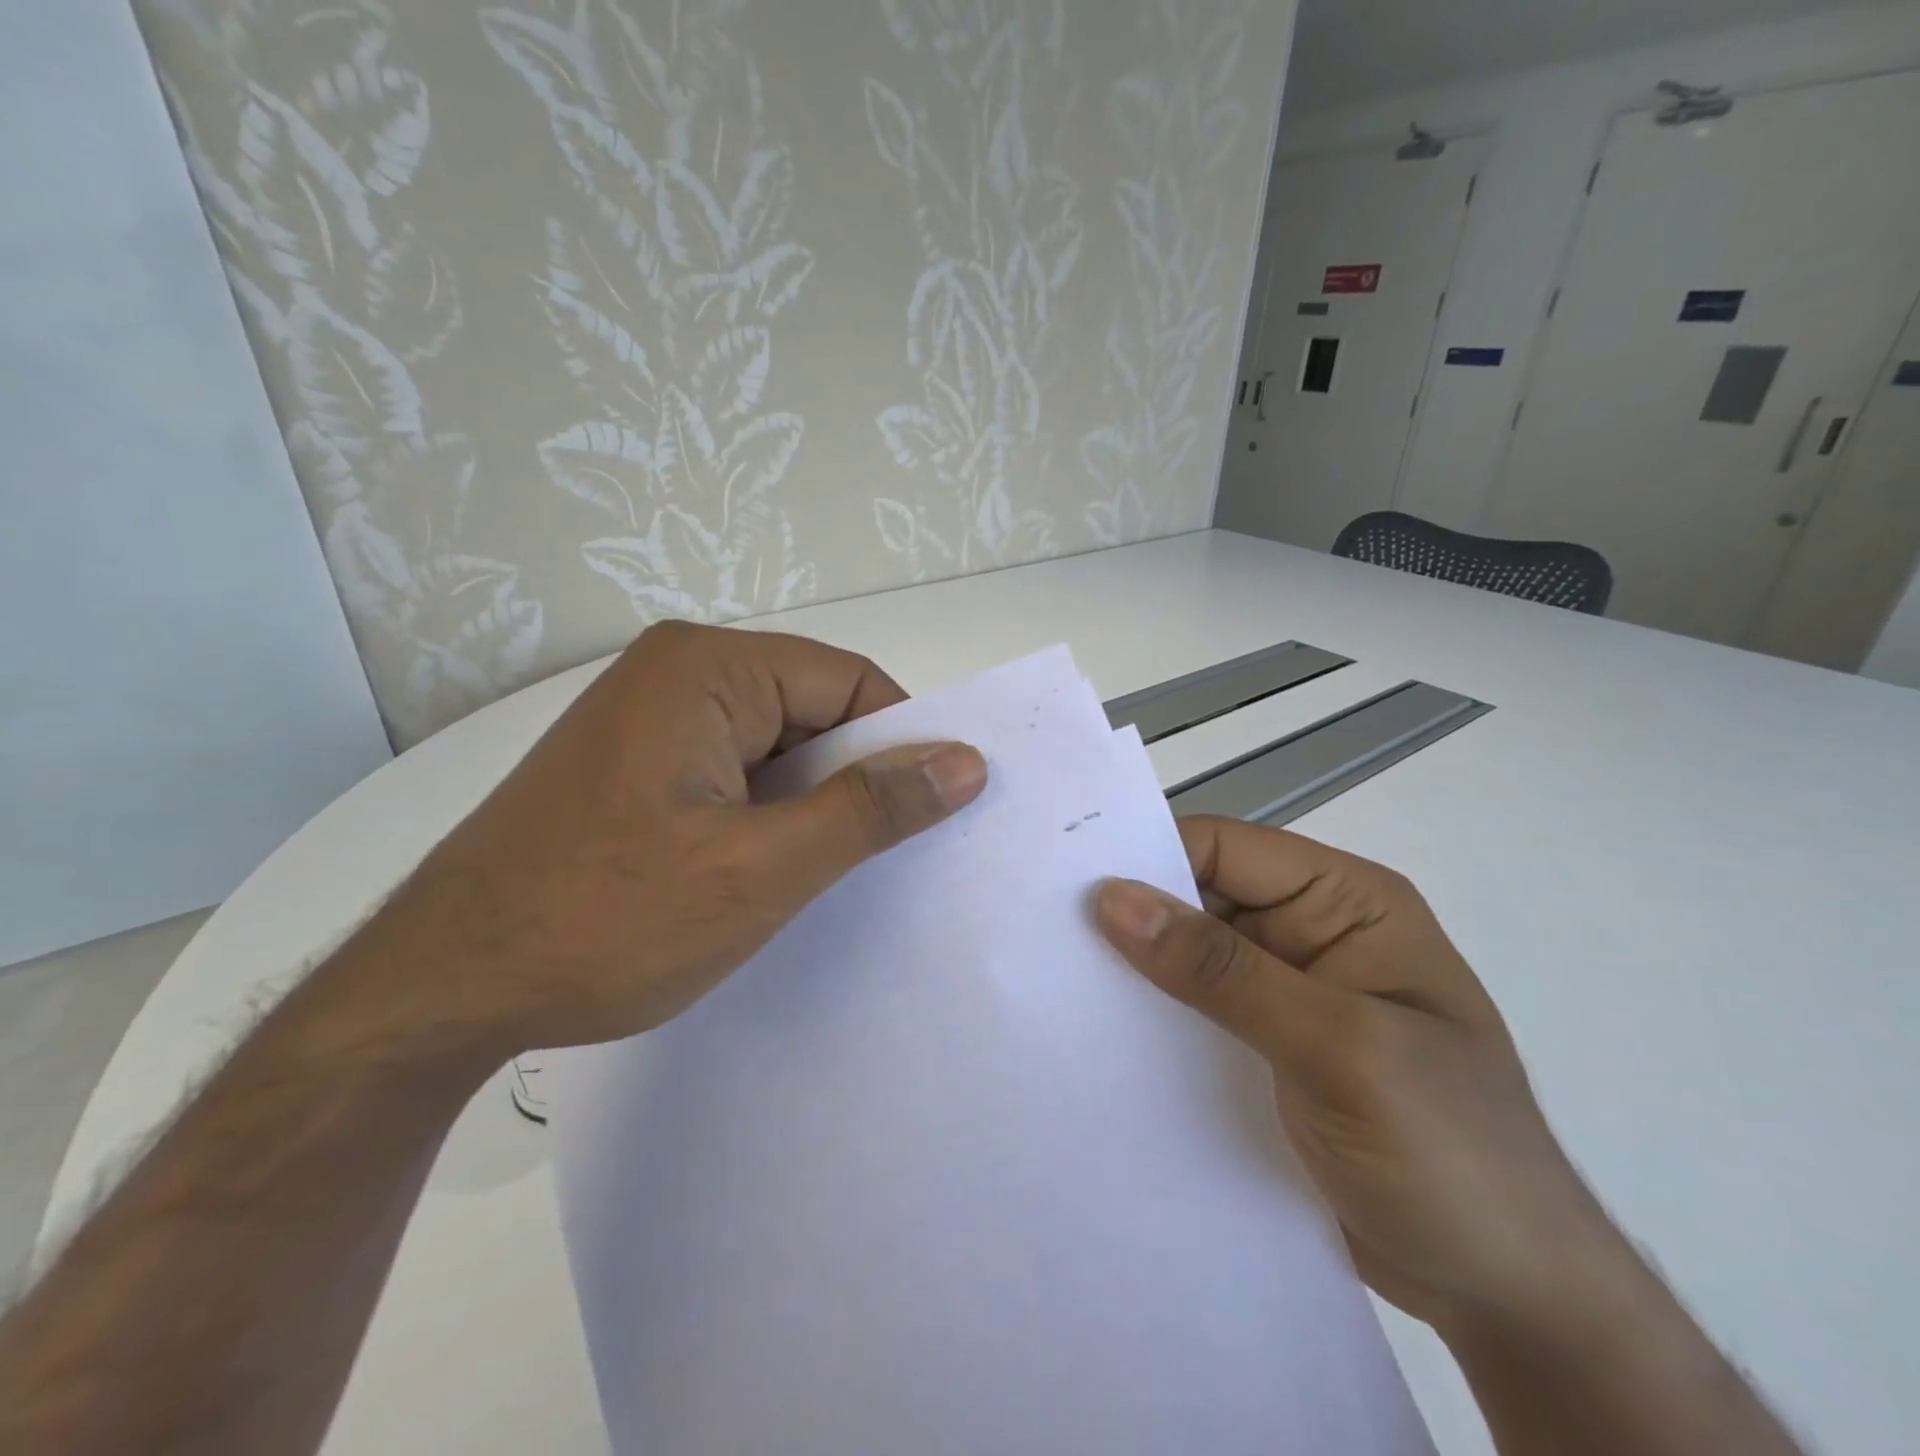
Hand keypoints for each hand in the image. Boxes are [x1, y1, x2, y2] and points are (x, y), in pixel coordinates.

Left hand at [349, 622, 987, 1057]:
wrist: (439, 992)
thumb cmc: (606, 921)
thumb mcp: (762, 869)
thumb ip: (871, 809)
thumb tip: (966, 762)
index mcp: (707, 668)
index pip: (850, 682)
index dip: (900, 743)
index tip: (929, 814)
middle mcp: (677, 673)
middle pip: (812, 710)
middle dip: (852, 779)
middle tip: (881, 858)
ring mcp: (649, 719)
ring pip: (775, 747)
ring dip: (809, 804)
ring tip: (823, 873)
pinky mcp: (635, 766)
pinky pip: (734, 772)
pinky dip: (767, 815)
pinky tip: (767, 871)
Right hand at [1095, 816, 1626, 1338]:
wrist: (1513, 1296)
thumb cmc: (1448, 1152)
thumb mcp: (1335, 1048)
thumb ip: (1221, 969)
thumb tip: (1114, 898)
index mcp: (1346, 903)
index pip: (1228, 849)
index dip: (1151, 856)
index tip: (1069, 883)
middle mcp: (1312, 931)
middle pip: (1202, 896)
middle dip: (1134, 912)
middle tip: (1044, 930)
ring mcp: (1289, 991)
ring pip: (1191, 953)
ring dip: (1137, 966)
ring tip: (1057, 979)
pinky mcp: (1268, 1044)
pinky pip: (1196, 1007)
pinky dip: (1154, 1012)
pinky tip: (1103, 1030)